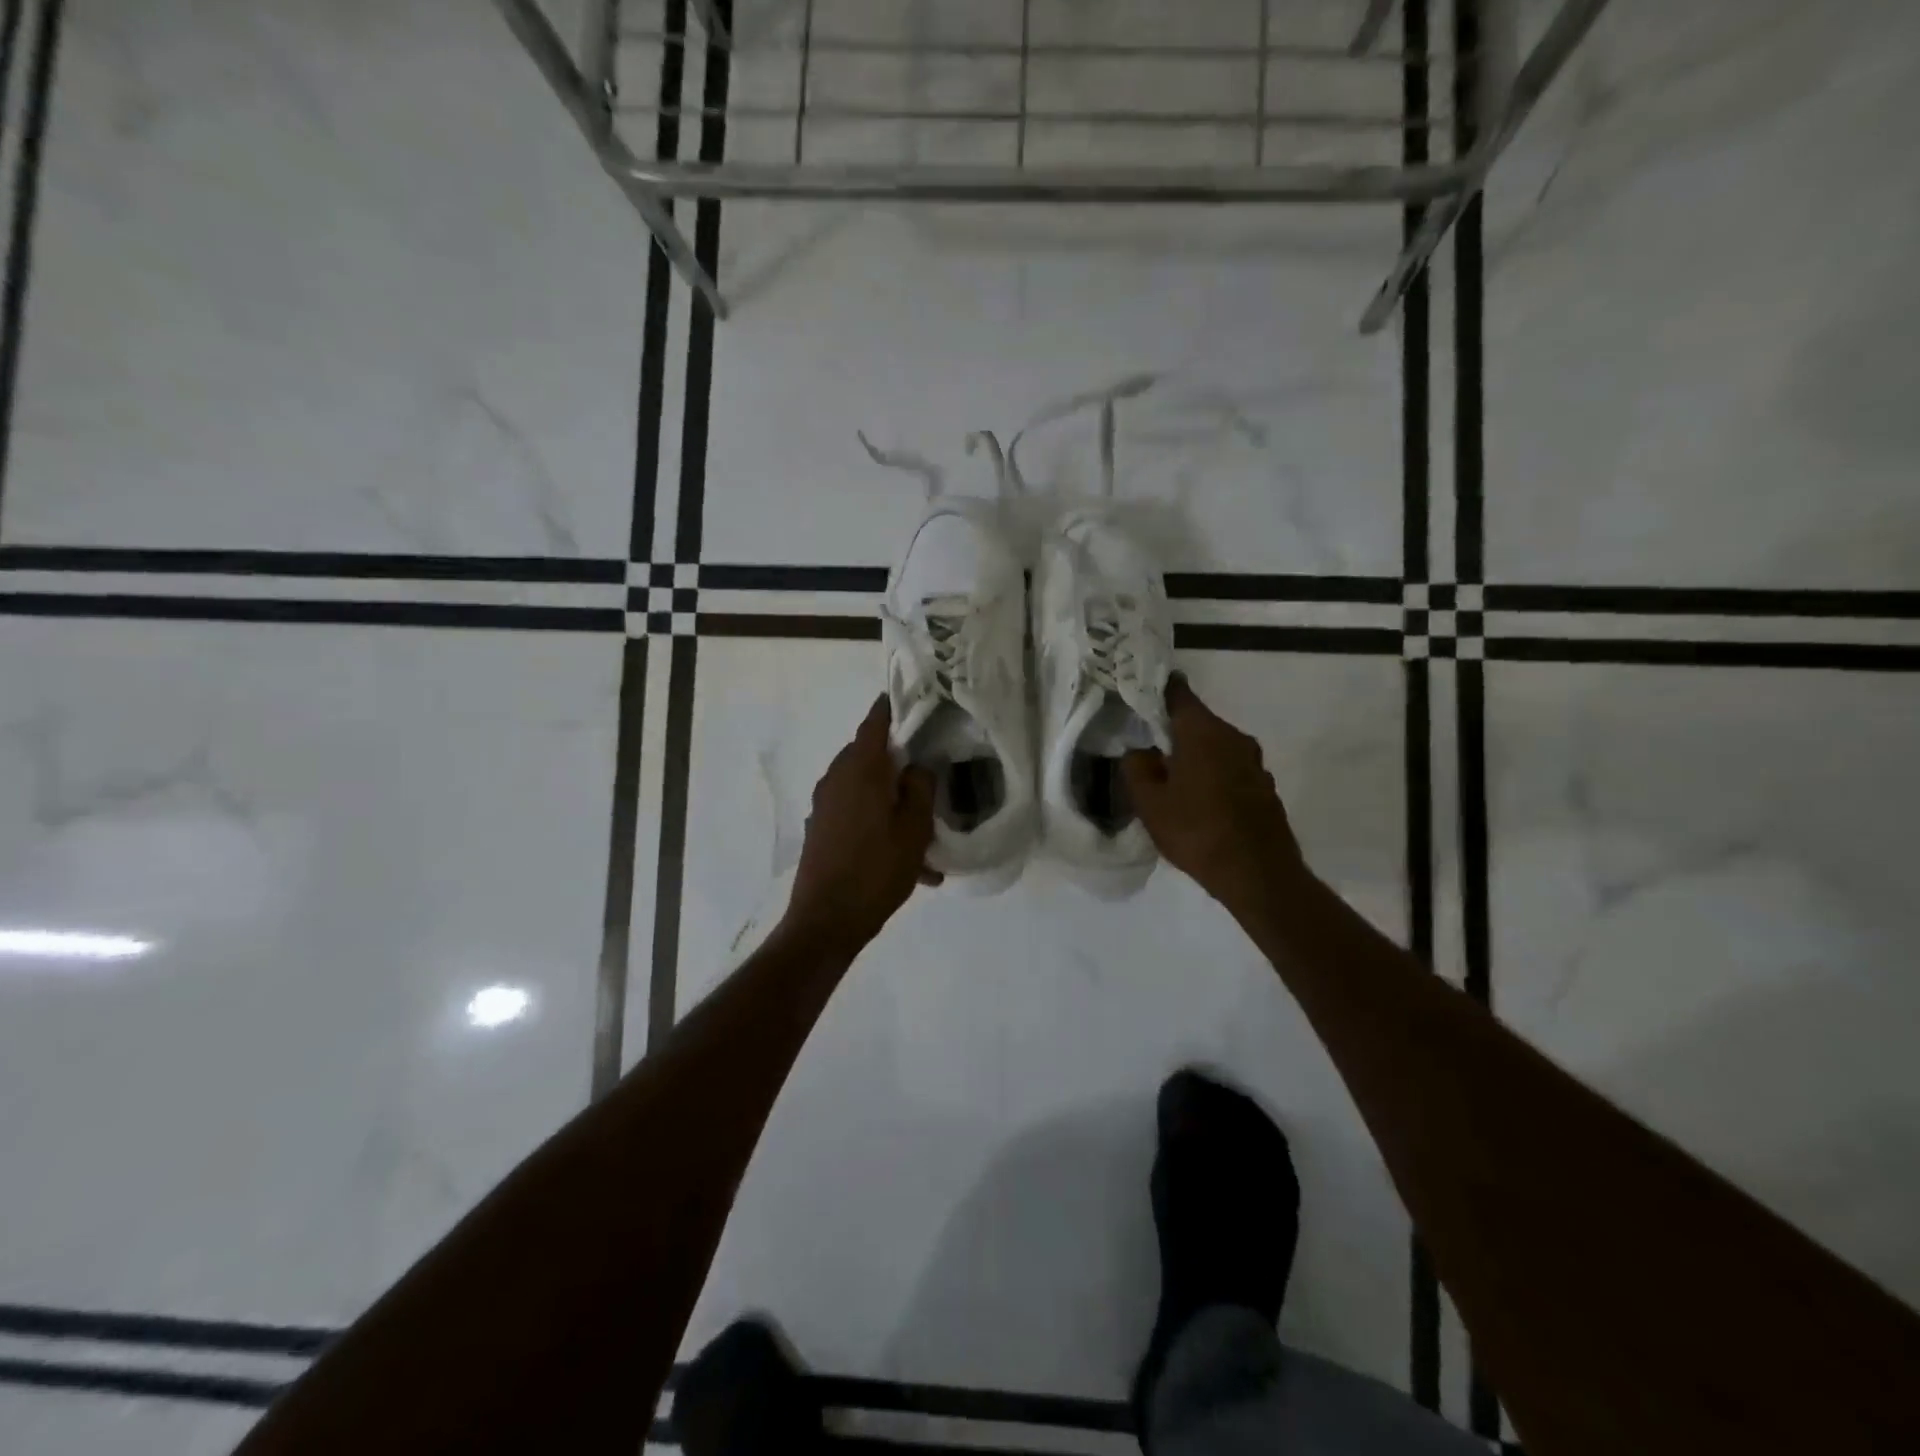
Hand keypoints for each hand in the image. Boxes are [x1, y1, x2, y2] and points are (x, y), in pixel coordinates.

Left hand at [780, 696, 938, 954]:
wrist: (825, 921)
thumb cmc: (876, 870)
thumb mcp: (914, 828)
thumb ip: (921, 788)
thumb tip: (917, 766)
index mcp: (860, 768)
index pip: (875, 722)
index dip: (892, 707)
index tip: (910, 698)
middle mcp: (836, 778)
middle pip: (869, 755)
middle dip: (898, 762)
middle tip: (927, 773)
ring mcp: (824, 805)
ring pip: (864, 789)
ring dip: (891, 801)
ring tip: (922, 835)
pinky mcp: (820, 829)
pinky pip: (855, 815)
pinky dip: (878, 825)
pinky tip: (904, 861)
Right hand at [1121, 675, 1307, 917]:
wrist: (1259, 875)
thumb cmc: (1197, 832)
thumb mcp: (1149, 803)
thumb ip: (1136, 768)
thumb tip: (1140, 751)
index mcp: (1203, 732)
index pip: (1179, 693)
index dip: (1158, 690)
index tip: (1141, 694)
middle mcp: (1234, 737)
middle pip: (1198, 721)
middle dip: (1174, 730)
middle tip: (1148, 745)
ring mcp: (1254, 762)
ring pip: (1216, 747)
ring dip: (1195, 755)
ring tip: (1172, 777)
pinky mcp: (1264, 787)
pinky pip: (1231, 769)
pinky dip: (1213, 775)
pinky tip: (1200, 800)